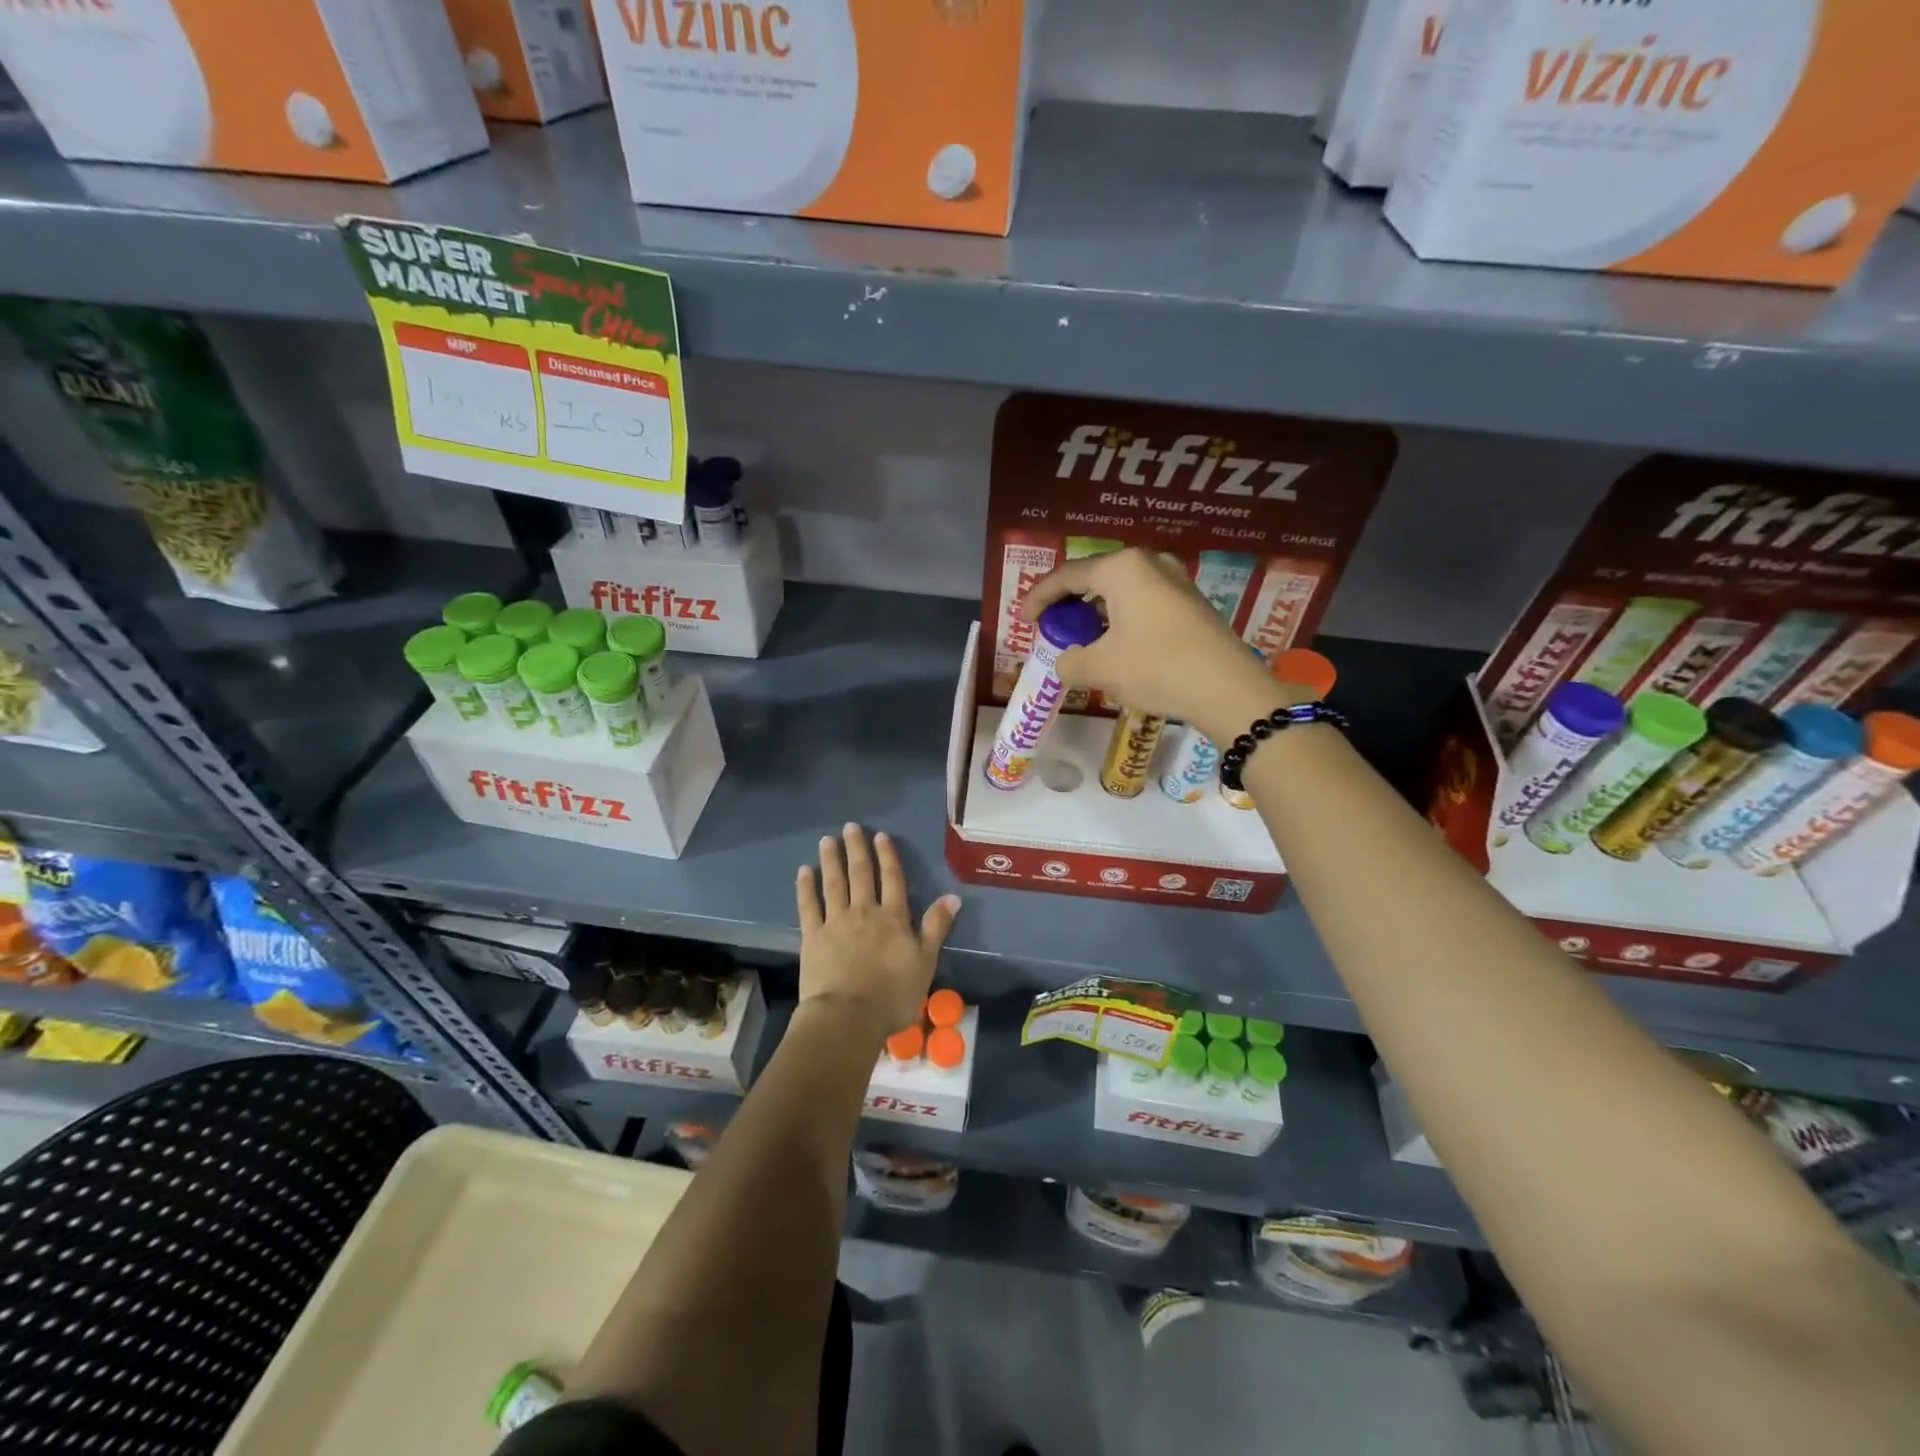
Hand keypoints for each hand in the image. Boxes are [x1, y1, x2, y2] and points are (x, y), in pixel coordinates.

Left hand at [796, 824, 960, 1039]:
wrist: (849, 1017)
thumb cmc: (893, 994)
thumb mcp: (925, 962)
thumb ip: (936, 927)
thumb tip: (952, 897)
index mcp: (893, 917)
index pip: (892, 879)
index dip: (887, 856)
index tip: (880, 836)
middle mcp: (865, 911)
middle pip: (860, 874)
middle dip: (856, 849)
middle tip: (850, 827)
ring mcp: (836, 921)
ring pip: (834, 883)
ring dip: (831, 860)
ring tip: (826, 840)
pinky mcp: (812, 936)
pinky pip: (808, 905)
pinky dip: (805, 887)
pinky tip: (803, 871)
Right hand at [1023, 549, 1289, 741]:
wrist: (1228, 690)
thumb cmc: (1157, 669)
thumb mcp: (1100, 669)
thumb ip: (1069, 661)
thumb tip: (1067, 661)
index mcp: (1122, 568)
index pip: (1067, 576)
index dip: (1039, 598)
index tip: (1024, 621)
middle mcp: (1149, 563)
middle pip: (1095, 578)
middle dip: (1068, 604)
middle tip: (1051, 628)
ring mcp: (1175, 580)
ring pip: (1120, 591)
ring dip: (1095, 613)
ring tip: (1081, 639)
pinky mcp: (1191, 602)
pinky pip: (1142, 602)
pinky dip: (1120, 619)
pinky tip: (1116, 644)